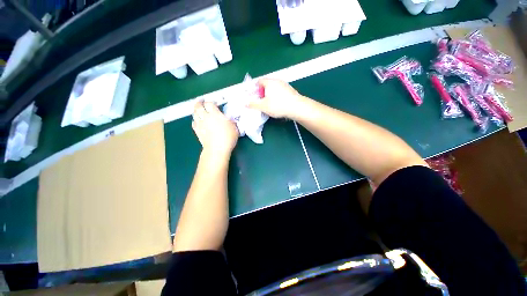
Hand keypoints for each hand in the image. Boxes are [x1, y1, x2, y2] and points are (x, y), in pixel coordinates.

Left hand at [192, 101, 238, 155]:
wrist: (217, 149)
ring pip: (194, 113)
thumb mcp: (234, 128)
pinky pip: (193, 122)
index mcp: (215, 114)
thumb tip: (229, 119)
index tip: (214, 102)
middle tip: (202, 101)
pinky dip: (195, 120)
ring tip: (199, 110)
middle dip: (199, 102)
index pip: (209, 103)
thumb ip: (231, 121)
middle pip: (198, 106)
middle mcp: (205, 117)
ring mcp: (200, 124)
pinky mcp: (197, 131)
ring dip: (196, 110)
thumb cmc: (228, 138)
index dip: (211, 101)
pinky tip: (198, 121)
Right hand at [248, 78, 306, 118]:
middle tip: (262, 102)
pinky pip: (280, 91)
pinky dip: (277, 96)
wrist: (297, 107)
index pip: (259, 81)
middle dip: (262, 93)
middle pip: (266, 85)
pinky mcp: (290, 90)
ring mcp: (285, 85)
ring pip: (274, 88)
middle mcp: (277, 81)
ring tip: (270, 104)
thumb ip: (253, 104)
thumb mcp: (263, 106)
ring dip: (270, 95)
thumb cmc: (278, 106)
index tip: (255, 97)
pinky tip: (279, 104)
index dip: (255, 89)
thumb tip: (244, 103)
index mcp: (269, 82)